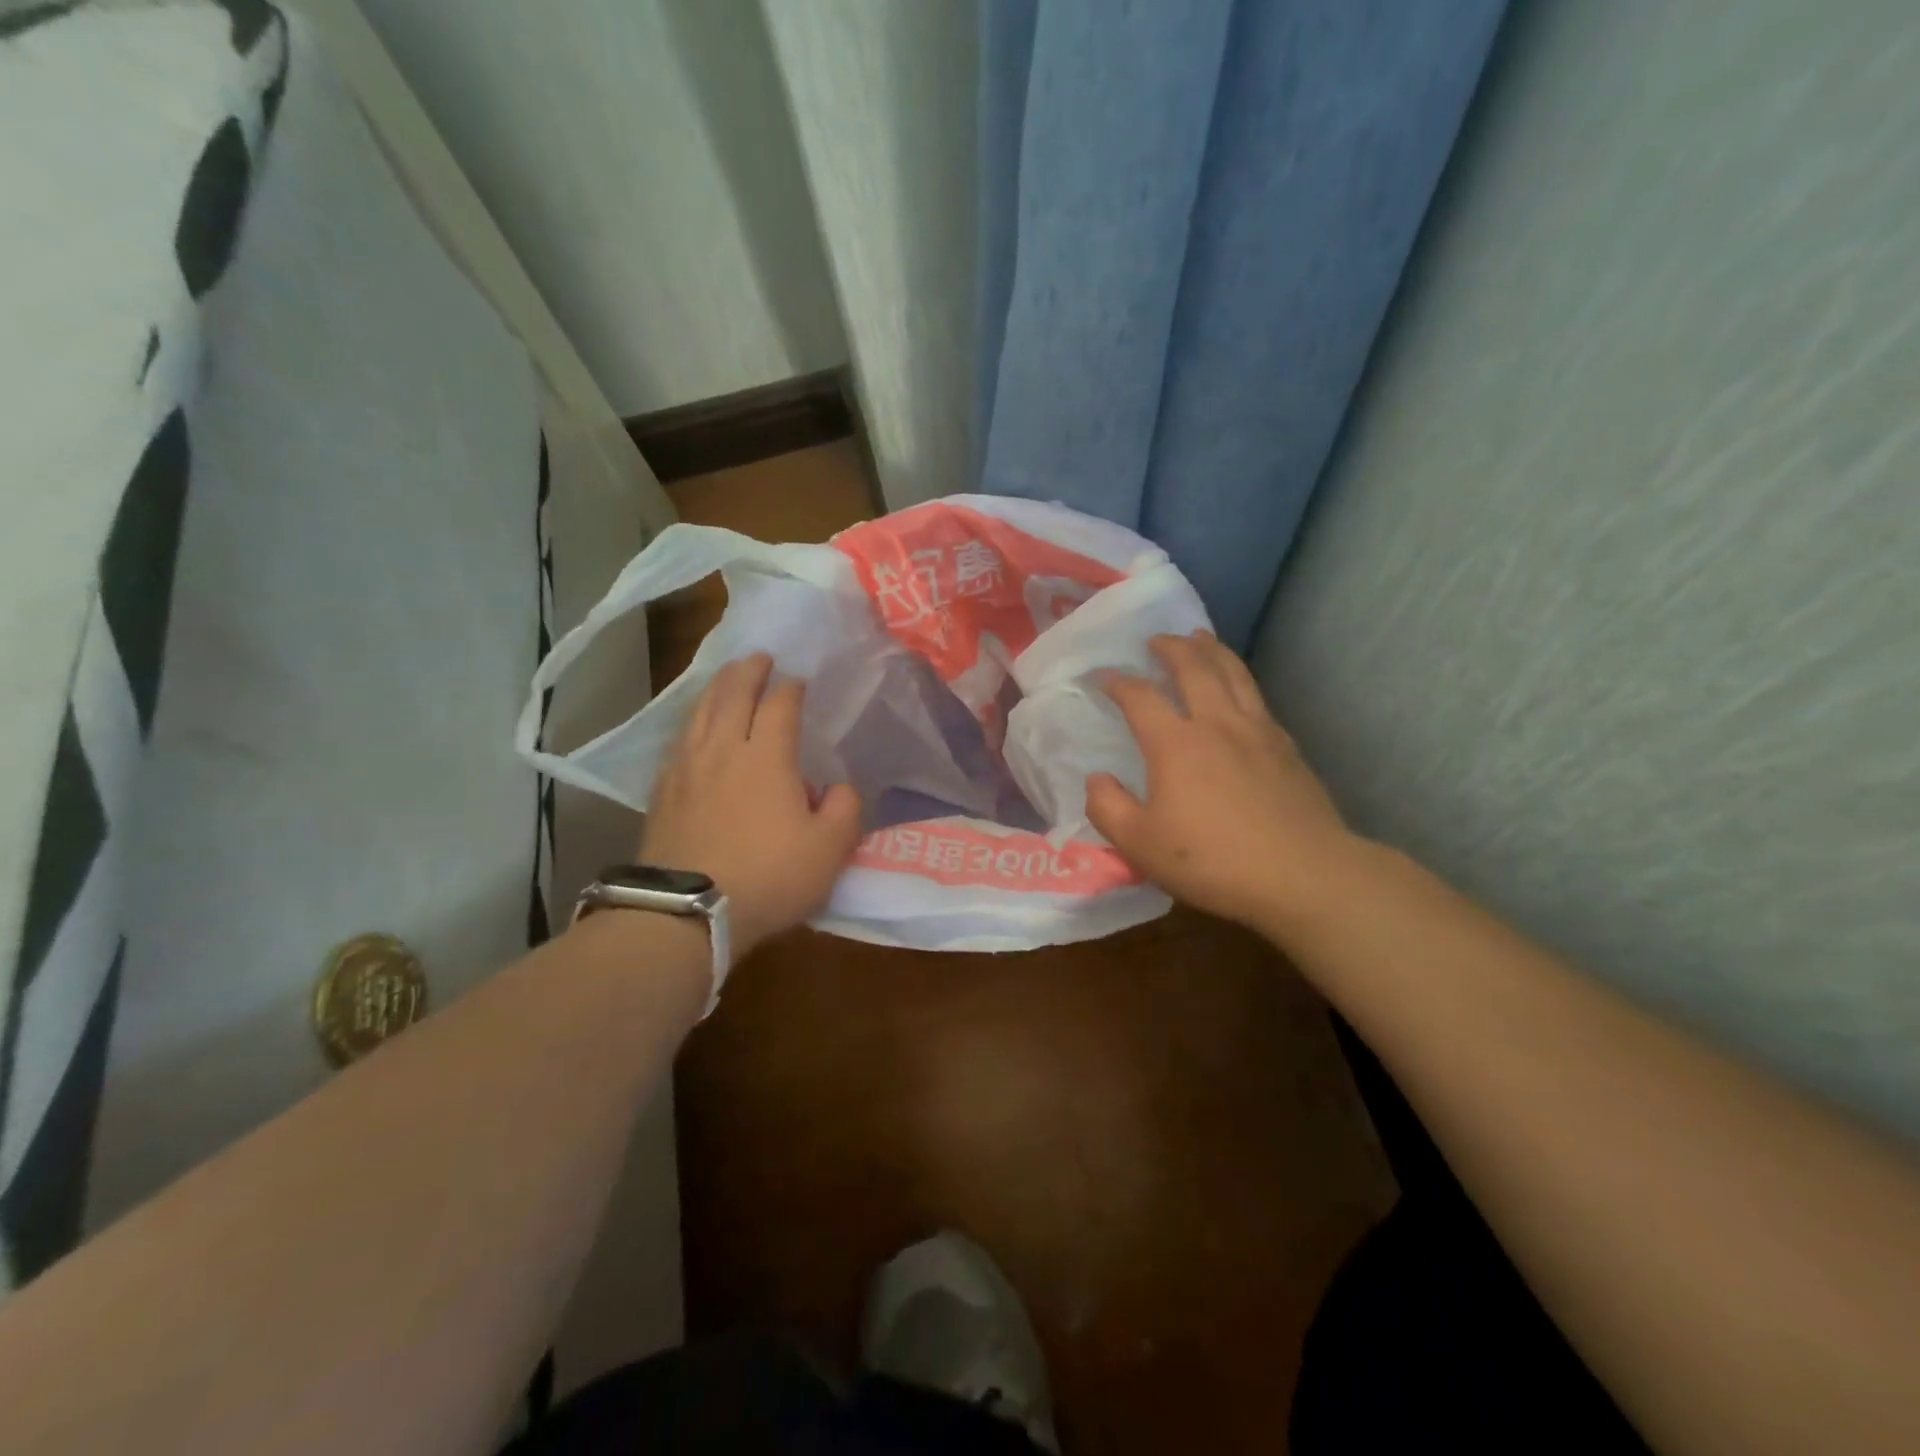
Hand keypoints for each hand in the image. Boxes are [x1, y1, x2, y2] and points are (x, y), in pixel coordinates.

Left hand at [640, 654, 862, 957]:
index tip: (799, 679)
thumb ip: (845, 809)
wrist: (688, 912)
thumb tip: (838, 787)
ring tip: (726, 678)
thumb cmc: (769, 876)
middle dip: (748, 672)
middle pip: (732, 696)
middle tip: (758, 657)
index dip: (791, 688)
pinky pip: (678, 742)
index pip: (779, 706)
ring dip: (716, 689)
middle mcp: (723, 751)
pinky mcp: (662, 793)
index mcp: (767, 757)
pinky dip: (691, 723)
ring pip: (700, 714)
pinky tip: (693, 729)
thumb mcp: (830, 849)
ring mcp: (686, 769)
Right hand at [1085, 632, 1355, 935]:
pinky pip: (1257, 697)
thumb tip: (1097, 779)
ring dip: (1212, 650)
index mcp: (1175, 743)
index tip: (1103, 677)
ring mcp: (1258, 732)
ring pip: (1233, 674)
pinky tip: (1239, 690)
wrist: (1303, 875)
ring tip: (1200, 638)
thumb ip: (1108, 808)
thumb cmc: (1213, 860)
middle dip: (1172, 648)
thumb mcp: (1140, 844)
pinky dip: (1240, 679)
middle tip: (1157, 639)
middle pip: (1195, 667)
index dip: (1118, 682)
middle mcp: (1217, 724)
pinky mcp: (1287, 748)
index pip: (1140, 697)